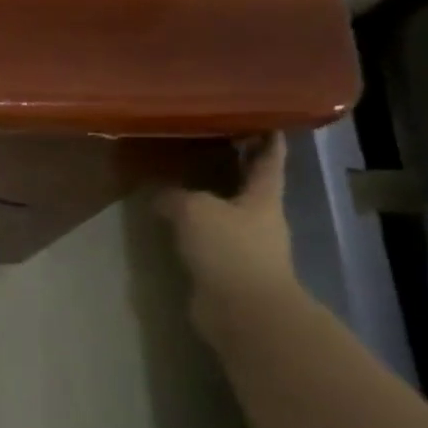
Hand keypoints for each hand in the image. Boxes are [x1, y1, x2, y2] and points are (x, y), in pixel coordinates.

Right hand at [154, 135, 296, 316]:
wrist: (242, 310)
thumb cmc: (230, 250)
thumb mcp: (195, 210)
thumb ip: (174, 195)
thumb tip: (157, 193)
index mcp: (264, 196)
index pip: (270, 158)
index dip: (267, 137)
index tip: (261, 116)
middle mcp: (259, 217)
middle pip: (248, 183)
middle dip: (234, 163)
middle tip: (207, 139)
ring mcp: (245, 245)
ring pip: (226, 210)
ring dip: (209, 195)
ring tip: (179, 176)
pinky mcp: (225, 268)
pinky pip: (207, 236)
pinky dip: (192, 224)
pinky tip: (170, 218)